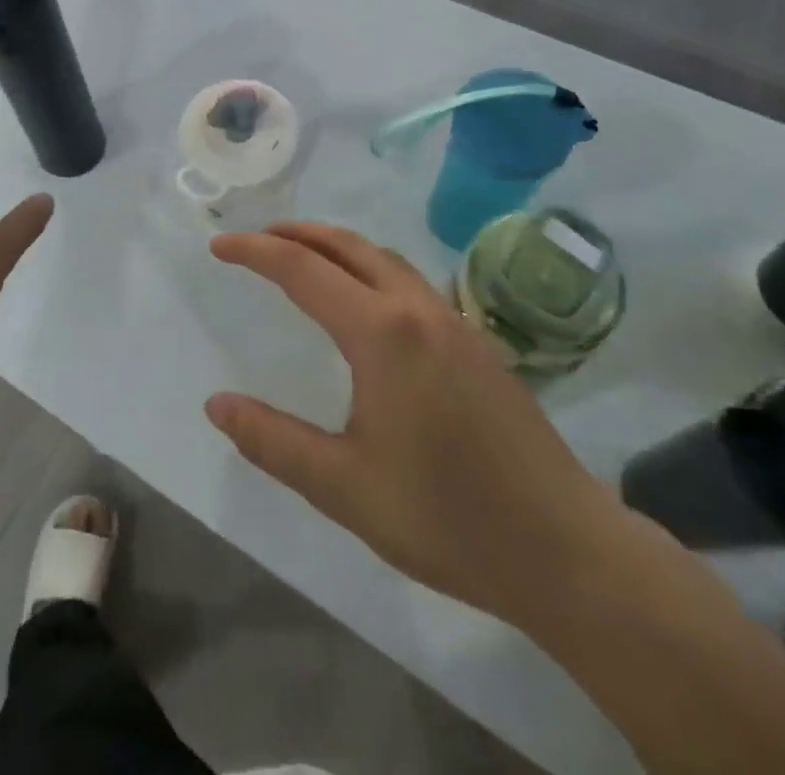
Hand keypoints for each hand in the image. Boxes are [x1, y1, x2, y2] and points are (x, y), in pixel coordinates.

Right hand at [206, 223, 628, 628]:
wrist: (568, 551)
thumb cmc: (447, 518)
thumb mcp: (344, 487)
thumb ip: (273, 441)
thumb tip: (217, 404)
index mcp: (382, 334)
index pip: (302, 270)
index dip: (255, 252)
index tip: (219, 247)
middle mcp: (418, 310)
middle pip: (347, 246)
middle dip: (296, 233)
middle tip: (256, 240)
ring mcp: (454, 322)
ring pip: (384, 258)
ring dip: (336, 246)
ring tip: (302, 258)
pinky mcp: (477, 342)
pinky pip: (409, 281)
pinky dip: (369, 268)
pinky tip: (365, 303)